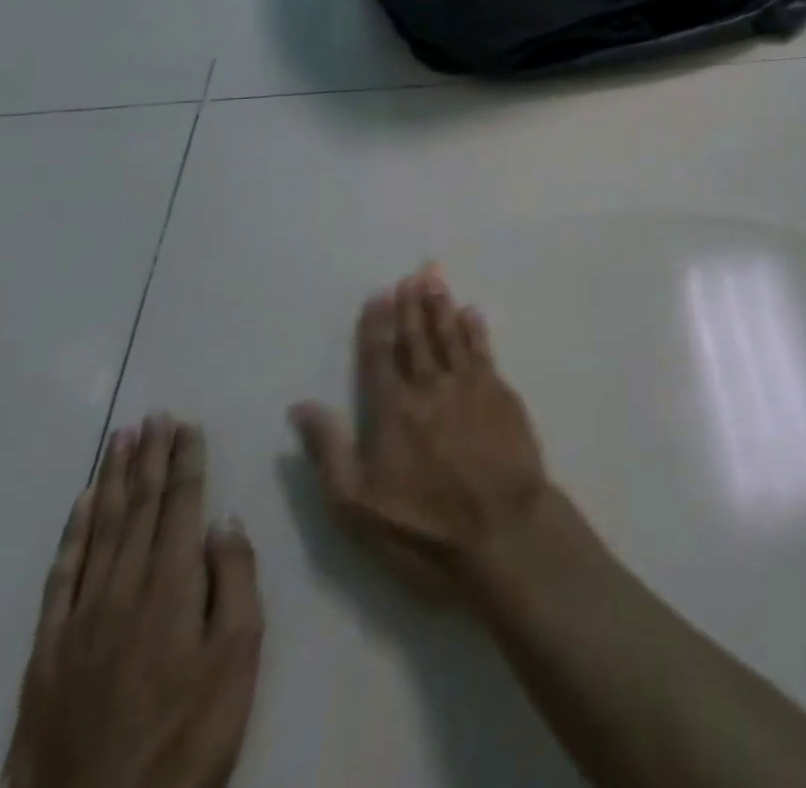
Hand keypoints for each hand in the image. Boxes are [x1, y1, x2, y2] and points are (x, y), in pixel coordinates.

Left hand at [4, 415, 263, 787]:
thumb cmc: (188, 734)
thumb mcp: (238, 658)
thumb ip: (234, 582)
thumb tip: (224, 522)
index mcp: (171, 587)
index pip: (181, 505)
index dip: (185, 460)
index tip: (186, 423)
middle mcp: (122, 589)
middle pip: (139, 508)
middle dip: (149, 457)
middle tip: (152, 415)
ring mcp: (78, 619)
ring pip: (99, 530)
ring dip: (113, 480)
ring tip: (120, 439)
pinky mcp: (46, 653)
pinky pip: (60, 576)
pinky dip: (73, 533)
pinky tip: (81, 507)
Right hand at [292, 265, 550, 598]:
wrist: (504, 531)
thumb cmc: (424, 529)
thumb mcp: (357, 506)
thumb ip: (329, 451)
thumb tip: (301, 406)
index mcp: (393, 411)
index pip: (380, 357)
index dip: (377, 324)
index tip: (379, 294)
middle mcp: (430, 387)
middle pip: (417, 338)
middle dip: (412, 305)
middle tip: (412, 275)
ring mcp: (469, 386)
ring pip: (451, 336)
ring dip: (441, 307)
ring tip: (435, 281)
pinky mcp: (501, 393)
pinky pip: (484, 350)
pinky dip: (475, 329)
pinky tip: (471, 313)